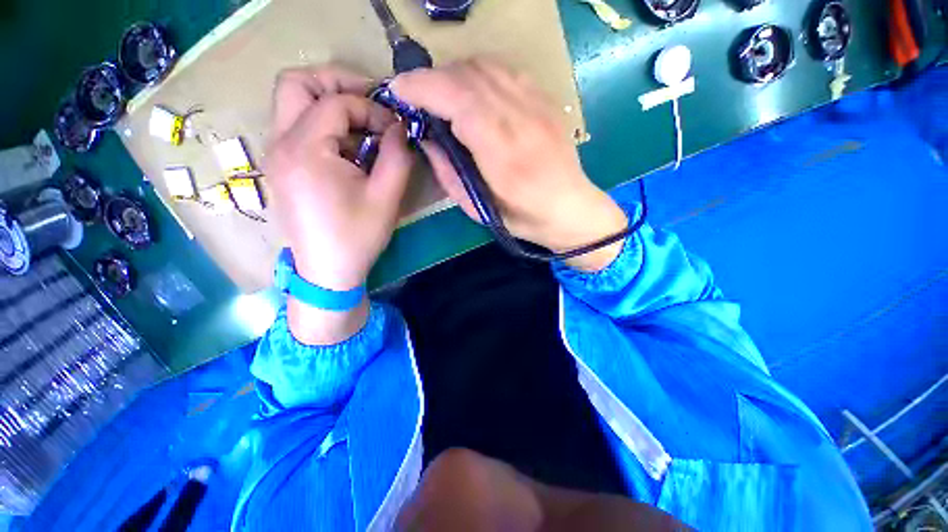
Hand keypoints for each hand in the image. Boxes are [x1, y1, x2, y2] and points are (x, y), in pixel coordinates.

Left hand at [266, 65, 412, 343]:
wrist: (327, 272)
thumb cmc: (357, 237)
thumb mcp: (386, 198)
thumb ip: (397, 156)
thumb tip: (400, 128)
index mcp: (305, 150)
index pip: (336, 102)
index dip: (371, 108)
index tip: (395, 129)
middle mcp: (280, 143)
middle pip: (296, 83)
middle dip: (337, 83)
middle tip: (370, 100)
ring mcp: (275, 154)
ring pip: (293, 103)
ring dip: (330, 103)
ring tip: (363, 126)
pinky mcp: (281, 167)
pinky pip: (297, 127)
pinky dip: (323, 124)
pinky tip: (348, 147)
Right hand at [390, 57, 627, 270]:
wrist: (570, 208)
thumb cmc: (522, 217)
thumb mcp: (477, 208)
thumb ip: (448, 172)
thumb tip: (426, 138)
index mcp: (503, 153)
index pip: (458, 99)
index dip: (422, 87)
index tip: (399, 92)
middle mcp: (521, 119)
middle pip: (468, 74)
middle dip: (432, 79)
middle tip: (416, 97)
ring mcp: (536, 104)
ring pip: (485, 65)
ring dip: (453, 74)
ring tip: (441, 95)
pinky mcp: (544, 99)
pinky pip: (504, 70)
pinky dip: (477, 74)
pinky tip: (471, 93)